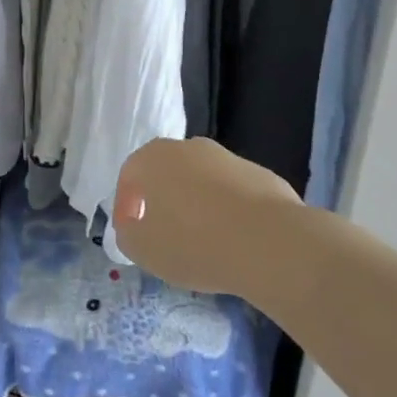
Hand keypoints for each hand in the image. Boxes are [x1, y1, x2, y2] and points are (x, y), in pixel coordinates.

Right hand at [112, 137, 300, 295]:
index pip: (130, 174)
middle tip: (164, 233)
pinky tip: (234, 241)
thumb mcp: (143, 249)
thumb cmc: (194, 243)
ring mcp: (228, 158)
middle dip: (162, 200)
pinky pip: (233, 193)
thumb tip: (134, 226)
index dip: (125, 205)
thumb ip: (128, 234)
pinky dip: (228, 211)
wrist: (270, 243)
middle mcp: (189, 148)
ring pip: (202, 181)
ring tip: (202, 241)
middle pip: (167, 172)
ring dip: (197, 205)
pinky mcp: (262, 175)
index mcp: (154, 158)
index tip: (131, 232)